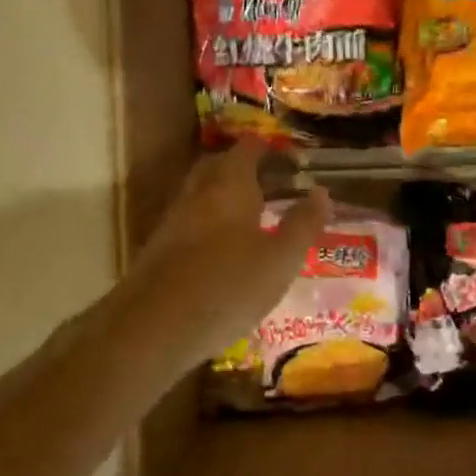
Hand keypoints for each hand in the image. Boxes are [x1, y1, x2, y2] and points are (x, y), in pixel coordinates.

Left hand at [105, 140, 330, 389]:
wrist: (153, 327)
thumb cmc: (228, 285)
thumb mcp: (280, 259)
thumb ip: (303, 223)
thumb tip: (321, 192)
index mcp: (229, 183)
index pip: (249, 148)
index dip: (272, 151)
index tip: (295, 164)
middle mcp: (198, 192)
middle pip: (221, 167)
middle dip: (247, 171)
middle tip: (276, 187)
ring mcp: (174, 220)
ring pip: (204, 195)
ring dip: (228, 199)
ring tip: (257, 219)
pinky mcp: (159, 249)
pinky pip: (192, 223)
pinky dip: (212, 226)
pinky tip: (227, 253)